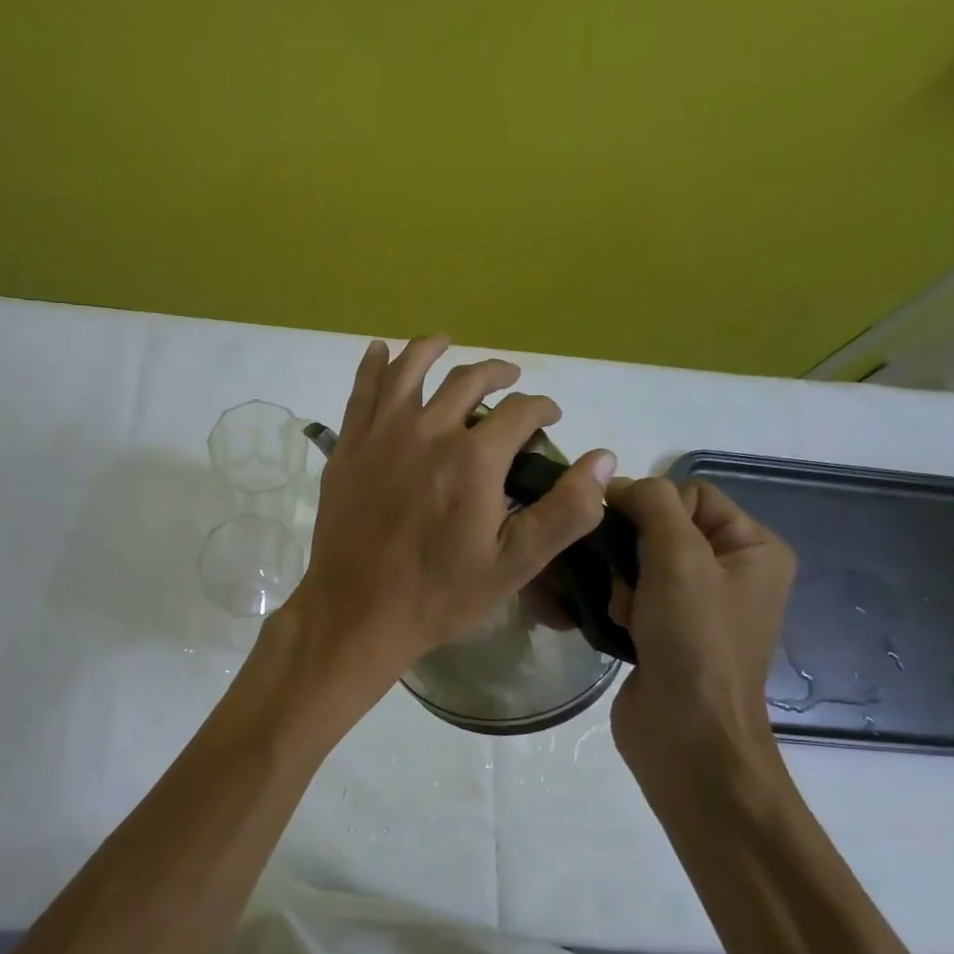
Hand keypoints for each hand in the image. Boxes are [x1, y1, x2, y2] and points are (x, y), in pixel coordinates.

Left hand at [291, 336, 616, 681]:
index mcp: (474, 458)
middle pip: (468, 381)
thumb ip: (565, 511)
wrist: (357, 612)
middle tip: (509, 378)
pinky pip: (362, 391)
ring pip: (410, 370)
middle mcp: (428, 431)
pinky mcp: (349, 446)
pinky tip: (381, 351)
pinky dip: (374, 364)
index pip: (521, 411)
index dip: (543, 406)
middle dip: (497, 373)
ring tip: (445, 341)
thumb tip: (604, 459)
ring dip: (432, 349)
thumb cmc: (440, 595)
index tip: (550, 414)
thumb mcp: (514, 565)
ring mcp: (382, 434)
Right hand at [606, 476, 795, 770]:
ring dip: (619, 579)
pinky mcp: (666, 631)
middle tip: (624, 581)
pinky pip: (632, 593)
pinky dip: (616, 602)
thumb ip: (652, 504)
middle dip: (631, 548)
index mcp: (754, 548)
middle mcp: (730, 571)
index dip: (652, 507)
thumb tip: (617, 485)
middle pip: (661, 526)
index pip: (691, 494)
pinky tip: (612, 622)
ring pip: (638, 560)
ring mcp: (697, 605)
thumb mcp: (680, 557)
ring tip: (619, 609)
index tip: (626, 537)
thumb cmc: (694, 639)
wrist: (687, 735)